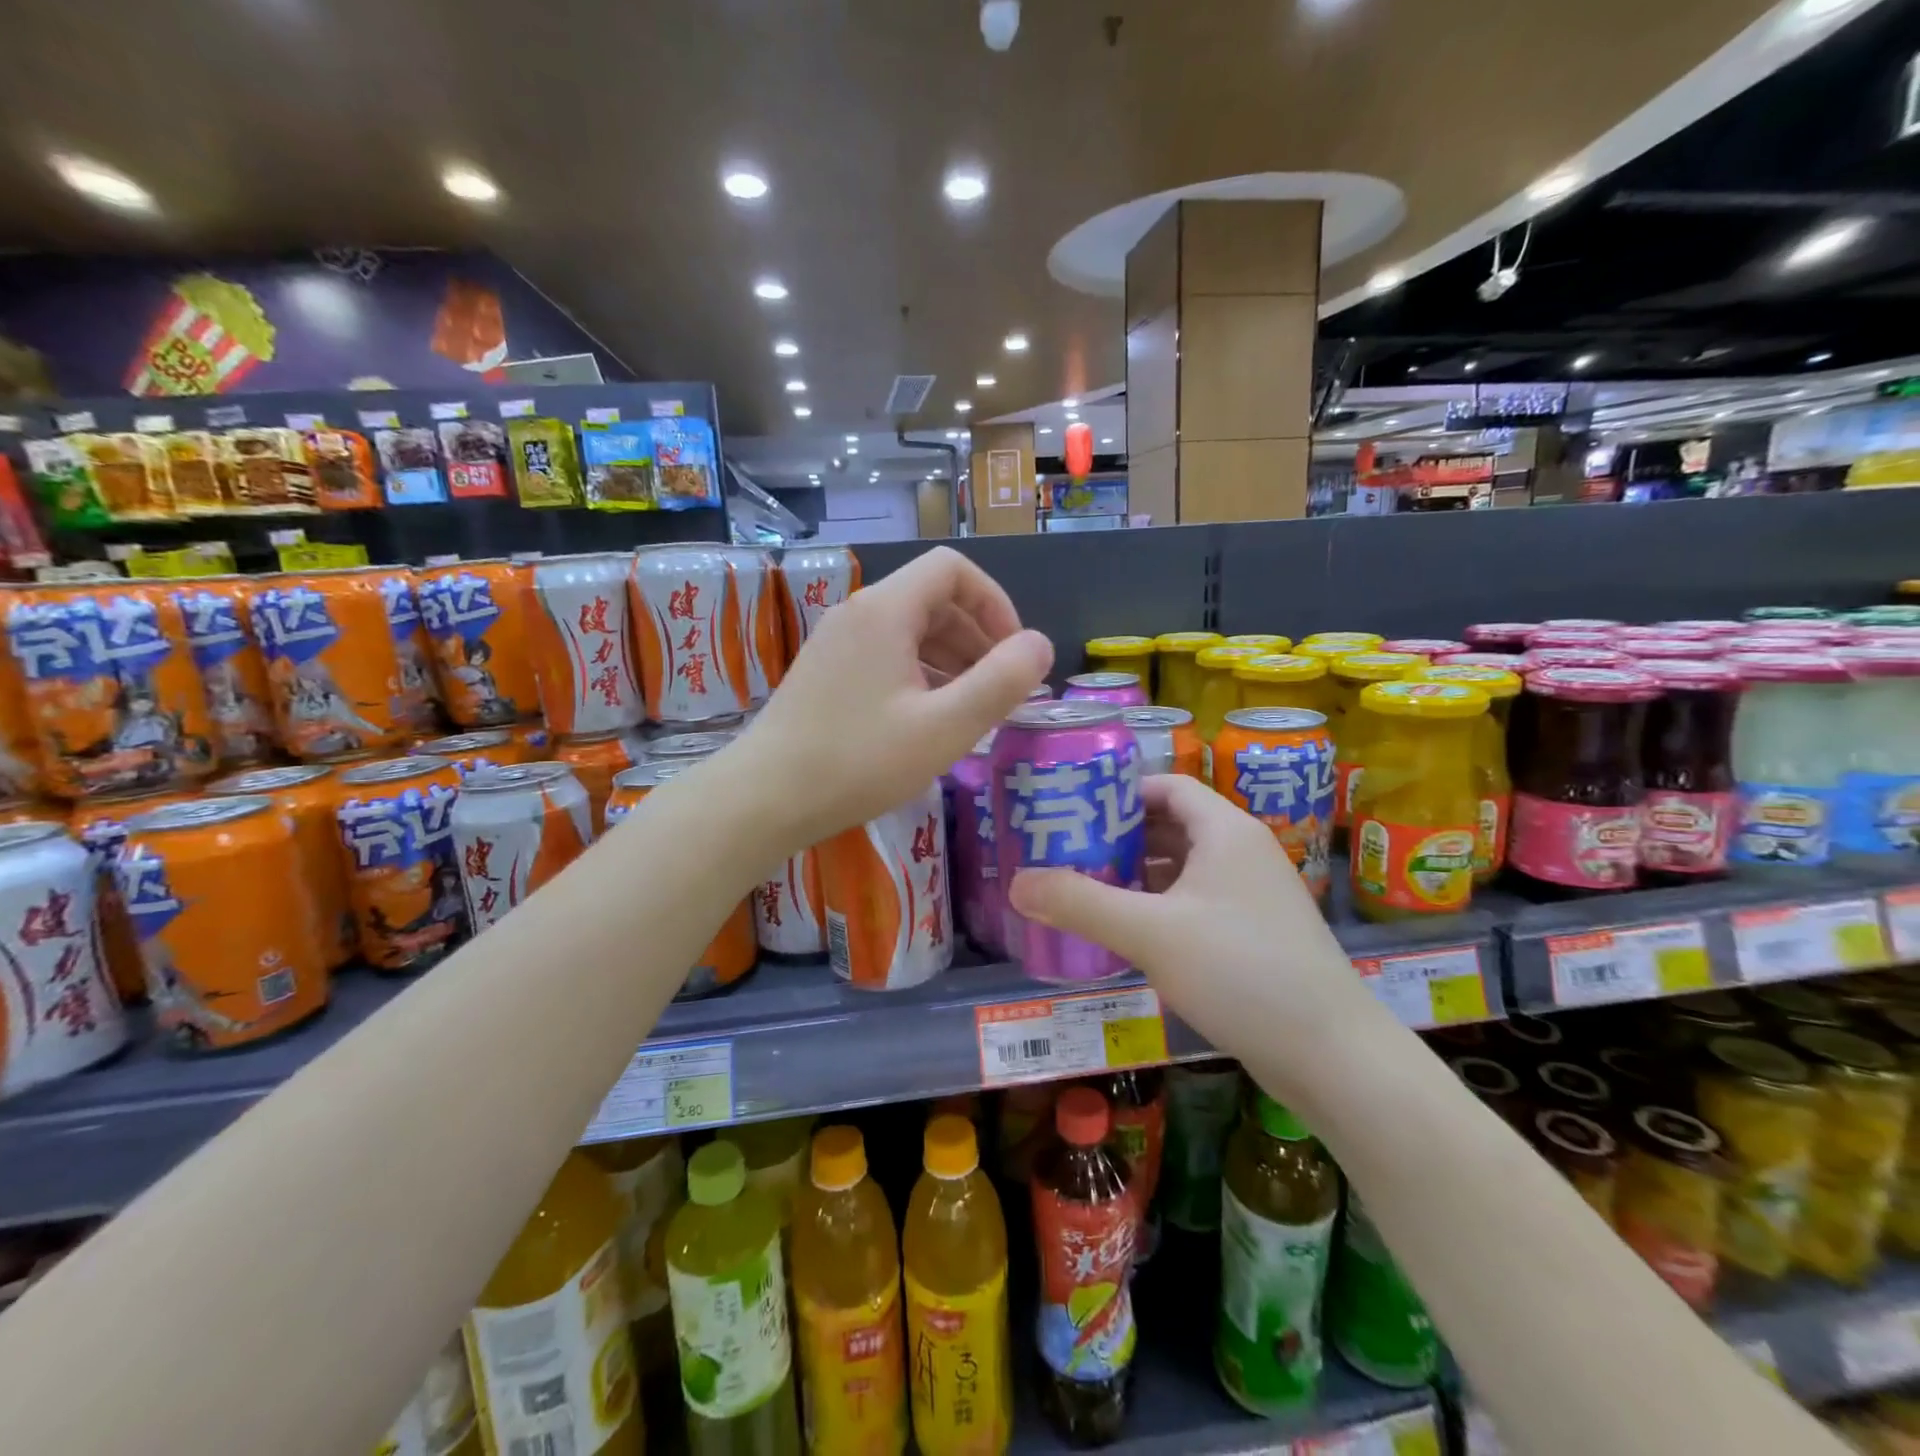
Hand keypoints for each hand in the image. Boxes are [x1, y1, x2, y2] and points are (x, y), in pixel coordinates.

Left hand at [742, 546, 1052, 848]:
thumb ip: (1001, 682)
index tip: (1013, 653)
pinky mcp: (825, 673)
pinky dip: (920, 674)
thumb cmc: (858, 761)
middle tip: (1000, 690)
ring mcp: (836, 643)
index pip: (953, 569)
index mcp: (885, 610)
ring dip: (952, 659)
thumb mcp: (944, 727)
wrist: (764, 799)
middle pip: (932, 598)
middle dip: (977, 637)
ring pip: (909, 630)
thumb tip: (1039, 644)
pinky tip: (929, 719)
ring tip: (973, 709)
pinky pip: (886, 655)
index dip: (994, 603)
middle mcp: (858, 613)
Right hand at [1006, 775, 1370, 1057]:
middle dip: (1119, 836)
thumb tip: (1016, 882)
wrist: (1332, 1054)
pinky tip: (1127, 931)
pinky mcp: (1255, 934)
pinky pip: (1196, 903)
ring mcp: (1253, 895)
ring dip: (1137, 875)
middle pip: (1172, 825)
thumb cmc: (1241, 972)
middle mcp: (1242, 852)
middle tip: (1065, 851)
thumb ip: (1080, 904)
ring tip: (1084, 888)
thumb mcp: (1150, 933)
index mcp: (1225, 830)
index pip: (1167, 786)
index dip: (1119, 791)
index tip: (1072, 810)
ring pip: (1183, 868)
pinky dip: (1159, 906)